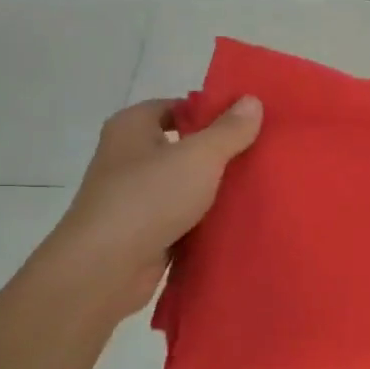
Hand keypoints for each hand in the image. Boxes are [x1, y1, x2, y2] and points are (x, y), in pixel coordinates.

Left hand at [57, 96, 262, 317]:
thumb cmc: (148, 197)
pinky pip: (182, 218)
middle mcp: (129, 157)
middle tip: (263, 155)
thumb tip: (252, 100)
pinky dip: (205, 220)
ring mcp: (135, 197)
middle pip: (183, 147)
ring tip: (259, 187)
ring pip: (185, 185)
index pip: (177, 107)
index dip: (212, 113)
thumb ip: (228, 130)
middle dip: (219, 153)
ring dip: (215, 190)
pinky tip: (238, 221)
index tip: (250, 123)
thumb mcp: (198, 156)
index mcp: (132, 126)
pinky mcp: (144, 232)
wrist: (106, 268)